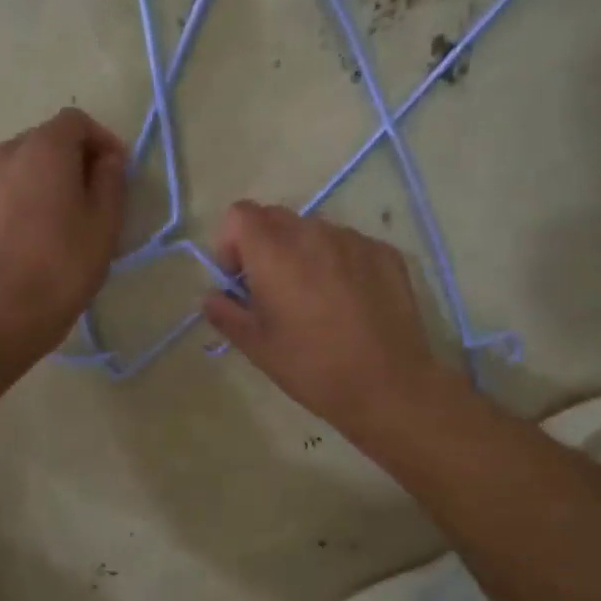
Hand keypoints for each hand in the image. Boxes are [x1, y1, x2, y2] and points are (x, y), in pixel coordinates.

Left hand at [0, 107, 127, 359]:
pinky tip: (19, 249)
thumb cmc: (63, 267)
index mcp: (43, 149)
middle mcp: (1, 155)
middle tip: (86, 201)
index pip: (75, 121)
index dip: (101, 140)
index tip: (115, 171)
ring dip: (34, 187)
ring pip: (12, 174)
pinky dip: (8, 212)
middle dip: (66, 162)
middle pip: (40, 144)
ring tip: (50, 228)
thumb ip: (110, 181)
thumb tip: (107, 159)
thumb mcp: (105, 224)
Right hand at [201, 201, 448, 434]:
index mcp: (275, 253)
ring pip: (314, 231)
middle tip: (272, 290)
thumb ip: (226, 313)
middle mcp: (313, 233)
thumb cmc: (312, 368)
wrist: (388, 386)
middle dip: (264, 246)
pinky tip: (349, 302)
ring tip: (315, 298)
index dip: (231, 243)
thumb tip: (212, 297)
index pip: (239, 214)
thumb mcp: (257, 347)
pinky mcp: (385, 252)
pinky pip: (348, 244)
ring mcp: (354, 239)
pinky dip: (338, 262)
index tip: (239, 280)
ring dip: (303, 253)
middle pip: (276, 218)